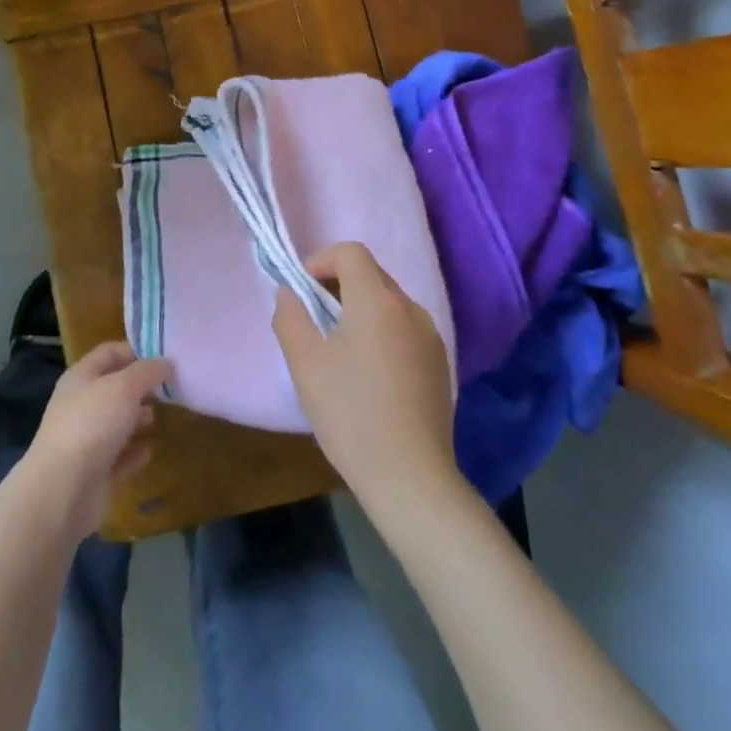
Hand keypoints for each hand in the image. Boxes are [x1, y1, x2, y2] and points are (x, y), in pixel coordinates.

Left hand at [20, 342, 172, 539]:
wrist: (62, 490)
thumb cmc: (92, 424)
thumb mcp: (125, 387)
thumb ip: (147, 372)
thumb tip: (166, 363)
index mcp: (81, 376)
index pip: (110, 352)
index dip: (136, 351)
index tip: (165, 359)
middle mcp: (81, 404)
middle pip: (114, 387)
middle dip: (141, 388)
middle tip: (169, 390)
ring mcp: (85, 439)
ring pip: (116, 422)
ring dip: (137, 420)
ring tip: (159, 419)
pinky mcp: (93, 472)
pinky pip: (117, 456)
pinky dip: (133, 453)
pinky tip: (148, 452)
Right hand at [273, 242, 458, 515]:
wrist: (410, 478)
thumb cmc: (351, 414)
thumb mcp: (305, 363)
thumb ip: (290, 316)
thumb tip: (291, 294)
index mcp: (377, 300)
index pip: (350, 252)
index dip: (321, 261)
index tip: (303, 293)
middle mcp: (410, 308)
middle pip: (371, 274)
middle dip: (338, 286)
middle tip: (315, 322)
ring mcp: (431, 336)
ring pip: (389, 303)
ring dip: (361, 310)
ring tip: (341, 351)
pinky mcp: (440, 364)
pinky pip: (405, 329)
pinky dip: (382, 333)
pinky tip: (370, 376)